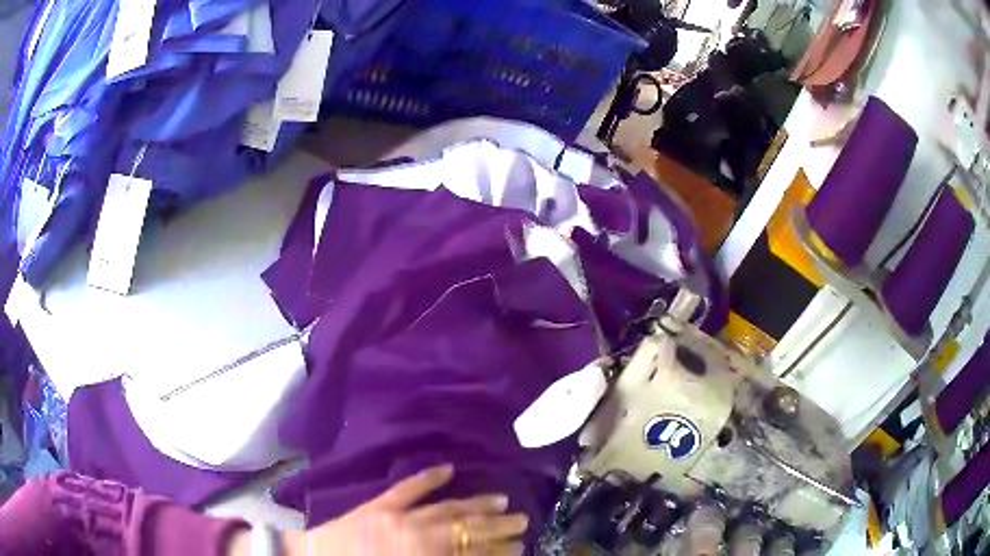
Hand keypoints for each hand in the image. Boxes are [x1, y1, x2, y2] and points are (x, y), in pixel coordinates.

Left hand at [285, 465, 528, 554]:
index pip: (472, 553)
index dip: (499, 551)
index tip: (520, 547)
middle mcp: (417, 534)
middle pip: (466, 529)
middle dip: (497, 527)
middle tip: (523, 520)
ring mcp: (398, 515)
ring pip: (446, 508)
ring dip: (475, 504)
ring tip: (501, 499)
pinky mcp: (378, 503)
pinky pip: (408, 488)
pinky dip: (428, 477)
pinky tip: (449, 468)